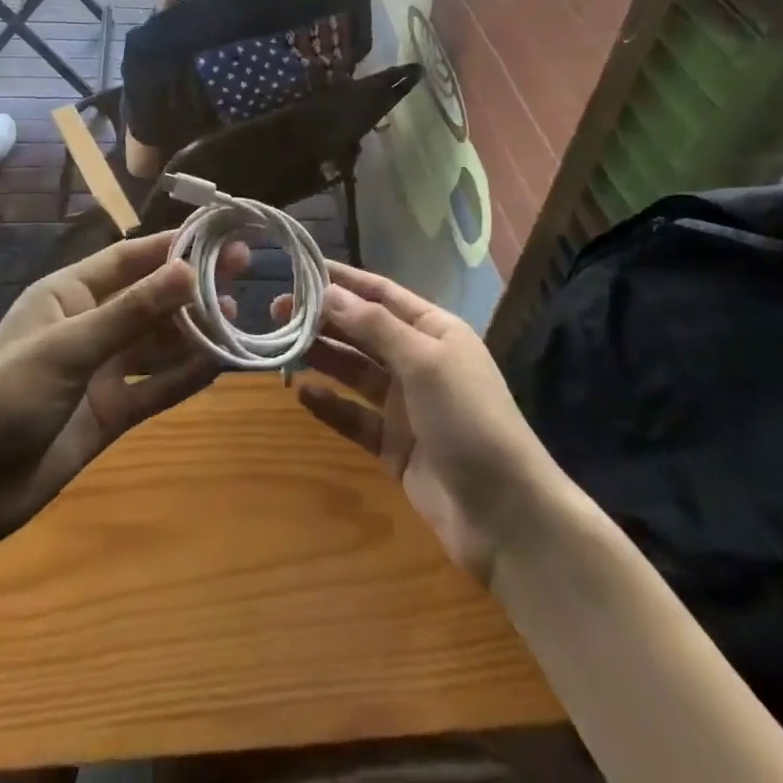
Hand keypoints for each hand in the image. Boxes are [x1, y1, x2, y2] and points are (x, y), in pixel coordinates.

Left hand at [0, 233, 235, 545]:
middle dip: (192, 287)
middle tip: (242, 273)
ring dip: (195, 331)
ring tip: (238, 319)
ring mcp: (103, 369)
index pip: (130, 259)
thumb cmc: (5, 398)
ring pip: (159, 341)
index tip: (219, 236)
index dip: (173, 246)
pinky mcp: (112, 410)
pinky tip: (220, 365)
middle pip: (151, 298)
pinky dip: (186, 375)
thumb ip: (131, 312)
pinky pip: (157, 386)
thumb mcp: (67, 348)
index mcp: (69, 294)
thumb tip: (189, 271)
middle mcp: (90, 324)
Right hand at [278, 262, 556, 584]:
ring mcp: (406, 405)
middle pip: (363, 331)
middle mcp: (418, 360)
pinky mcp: (394, 445)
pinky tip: (302, 393)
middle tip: (277, 309)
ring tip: (283, 346)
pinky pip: (355, 416)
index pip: (380, 294)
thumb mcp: (424, 361)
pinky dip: (330, 404)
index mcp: (434, 330)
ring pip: (355, 371)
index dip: (342, 280)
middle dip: (324, 318)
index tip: (300, 268)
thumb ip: (374, 326)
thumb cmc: (469, 419)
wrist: (506, 514)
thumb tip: (329, 291)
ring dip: (323, 356)